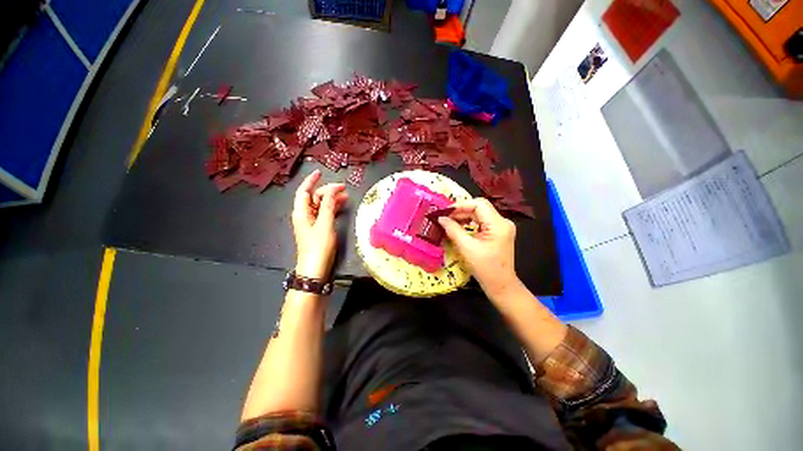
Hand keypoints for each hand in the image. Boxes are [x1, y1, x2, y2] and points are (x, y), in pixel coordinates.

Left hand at [291, 170, 347, 279]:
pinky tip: (341, 206)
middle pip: (314, 197)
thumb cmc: (319, 246)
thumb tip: (331, 190)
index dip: (311, 181)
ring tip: (346, 196)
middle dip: (327, 191)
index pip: (304, 191)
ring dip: (332, 199)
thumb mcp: (325, 224)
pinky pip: (325, 214)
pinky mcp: (318, 229)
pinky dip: (332, 208)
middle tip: (343, 188)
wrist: (315, 269)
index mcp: (301, 212)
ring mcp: (312, 223)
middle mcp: (305, 215)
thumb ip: (328, 206)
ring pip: (321, 205)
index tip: (320, 172)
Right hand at [438, 198, 519, 297]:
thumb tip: (441, 218)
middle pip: (479, 208)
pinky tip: (459, 227)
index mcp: (498, 224)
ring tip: (449, 222)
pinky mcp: (498, 232)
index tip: (445, 212)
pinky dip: (469, 223)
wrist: (501, 285)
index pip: (479, 204)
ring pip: (480, 214)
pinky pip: (482, 222)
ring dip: (464, 216)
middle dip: (461, 211)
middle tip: (444, 217)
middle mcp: (503, 222)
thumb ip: (453, 230)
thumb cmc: (485, 268)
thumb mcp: (467, 248)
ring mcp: (502, 227)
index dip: (461, 205)